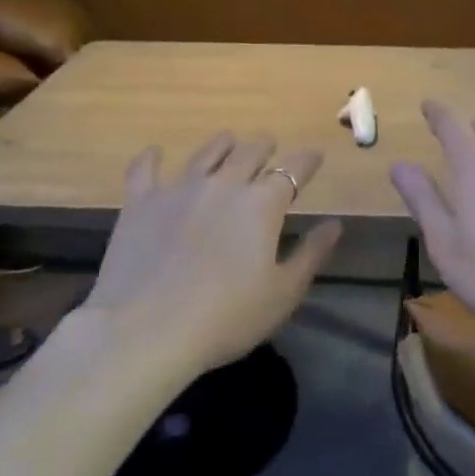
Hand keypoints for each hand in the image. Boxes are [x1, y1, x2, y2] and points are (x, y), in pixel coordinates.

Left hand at [83, 134, 342, 369]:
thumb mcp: (283, 293)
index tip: (315, 158)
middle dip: (265, 147)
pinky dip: (152, 158)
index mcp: (262, 203)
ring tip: (229, 143)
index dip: (307, 160)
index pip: (293, 168)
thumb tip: (334, 224)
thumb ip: (311, 254)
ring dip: (223, 145)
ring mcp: (179, 189)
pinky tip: (155, 153)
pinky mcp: (140, 203)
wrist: (145, 332)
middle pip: (250, 152)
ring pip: (206, 153)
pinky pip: (144, 169)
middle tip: (270, 150)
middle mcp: (224, 184)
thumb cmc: (226, 318)